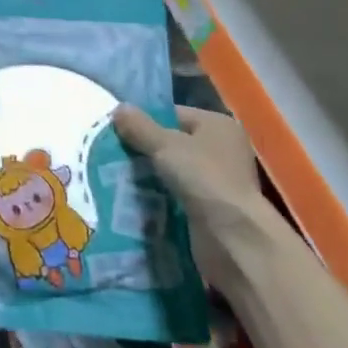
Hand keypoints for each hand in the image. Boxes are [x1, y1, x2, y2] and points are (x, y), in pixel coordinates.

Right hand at [112, 104, 269, 280]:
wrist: (232, 238)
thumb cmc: (203, 178)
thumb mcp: (164, 145)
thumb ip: (139, 126)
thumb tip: (119, 108)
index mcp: (217, 125)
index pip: (173, 115)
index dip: (146, 121)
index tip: (118, 131)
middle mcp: (222, 150)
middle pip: (172, 144)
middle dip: (145, 151)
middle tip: (114, 154)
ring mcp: (218, 182)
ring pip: (173, 172)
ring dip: (150, 176)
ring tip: (118, 176)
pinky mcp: (211, 209)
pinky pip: (177, 196)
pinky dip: (159, 198)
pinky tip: (136, 199)